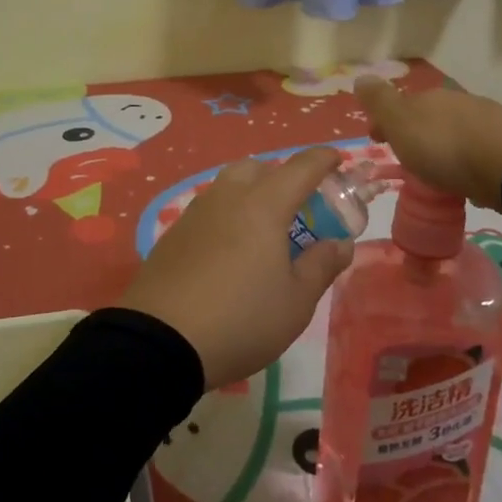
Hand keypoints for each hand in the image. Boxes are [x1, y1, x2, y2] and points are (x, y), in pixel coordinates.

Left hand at [118, 146, 354, 390]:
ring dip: (251, 193)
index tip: (337, 160)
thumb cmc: (241, 319)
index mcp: (264, 206)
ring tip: (264, 230)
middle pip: (258, 167)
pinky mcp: (173, 234)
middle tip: (298, 207)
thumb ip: (321, 265)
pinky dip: (228, 215)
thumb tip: (340, 243)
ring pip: (229, 185)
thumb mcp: (296, 302)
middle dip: (282, 176)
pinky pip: (209, 209)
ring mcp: (196, 213)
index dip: (322, 160)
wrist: (161, 341)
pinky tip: (230, 250)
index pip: (300, 167)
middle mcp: (228, 198)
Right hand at [355, 77, 501, 210]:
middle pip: (430, 116)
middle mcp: (459, 103)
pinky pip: (478, 152)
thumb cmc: (443, 145)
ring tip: (436, 172)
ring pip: (456, 131)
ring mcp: (488, 122)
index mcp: (429, 97)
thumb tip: (360, 76)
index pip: (401, 104)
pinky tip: (466, 177)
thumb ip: (379, 101)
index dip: (386, 121)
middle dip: (416, 132)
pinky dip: (467, 160)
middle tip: (406, 156)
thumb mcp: (399, 121)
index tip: (377, 140)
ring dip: (443, 146)